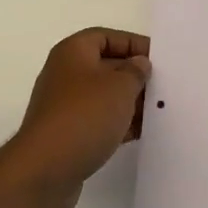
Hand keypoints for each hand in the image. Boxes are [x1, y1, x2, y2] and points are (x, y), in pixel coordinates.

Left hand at [0, 28, 148, 207]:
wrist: (44, 171)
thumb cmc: (84, 116)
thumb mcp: (120, 86)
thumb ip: (136, 71)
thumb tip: (138, 65)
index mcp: (73, 52)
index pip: (108, 37)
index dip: (134, 44)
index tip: (159, 59)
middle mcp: (65, 74)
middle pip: (107, 66)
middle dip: (134, 75)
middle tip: (163, 86)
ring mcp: (64, 106)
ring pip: (104, 96)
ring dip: (129, 102)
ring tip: (158, 111)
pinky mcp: (67, 134)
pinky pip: (98, 121)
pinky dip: (118, 124)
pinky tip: (141, 133)